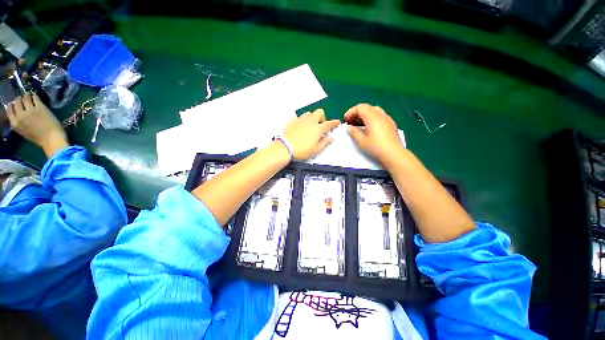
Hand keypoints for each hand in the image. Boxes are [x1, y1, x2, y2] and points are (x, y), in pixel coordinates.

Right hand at [7, 92, 68, 157]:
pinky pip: (35, 97)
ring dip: (27, 95)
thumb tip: (18, 113)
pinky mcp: (39, 107)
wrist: (51, 139)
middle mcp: (20, 115)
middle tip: (24, 99)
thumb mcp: (23, 131)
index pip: (9, 109)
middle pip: (17, 102)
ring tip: (30, 96)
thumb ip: (19, 122)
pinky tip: (36, 96)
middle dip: (20, 99)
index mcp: (14, 123)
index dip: (13, 105)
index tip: (17, 104)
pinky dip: (35, 96)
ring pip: (25, 98)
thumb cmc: (39, 138)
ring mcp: (30, 110)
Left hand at [282, 108, 339, 159]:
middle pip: (319, 112)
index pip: (329, 124)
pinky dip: (301, 121)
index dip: (334, 123)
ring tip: (309, 126)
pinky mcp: (292, 121)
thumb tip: (331, 138)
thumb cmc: (302, 150)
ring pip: (309, 113)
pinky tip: (300, 128)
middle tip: (320, 126)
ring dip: (311, 118)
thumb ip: (325, 143)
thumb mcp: (316, 150)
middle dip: (322, 117)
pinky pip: (299, 118)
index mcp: (318, 129)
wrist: (285, 147)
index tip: (337, 122)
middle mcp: (310, 121)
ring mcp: (301, 120)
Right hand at [344, 103, 404, 165]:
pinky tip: (369, 128)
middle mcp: (380, 114)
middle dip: (357, 113)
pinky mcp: (391, 124)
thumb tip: (349, 127)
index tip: (345, 120)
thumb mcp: (360, 140)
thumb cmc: (375, 147)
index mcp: (372, 117)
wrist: (393, 154)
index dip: (351, 112)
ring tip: (359, 124)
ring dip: (365, 115)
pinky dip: (372, 118)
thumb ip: (353, 132)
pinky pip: (380, 116)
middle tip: (351, 122)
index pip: (360, 108)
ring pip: (374, 111)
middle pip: (367, 107)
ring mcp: (387, 118)